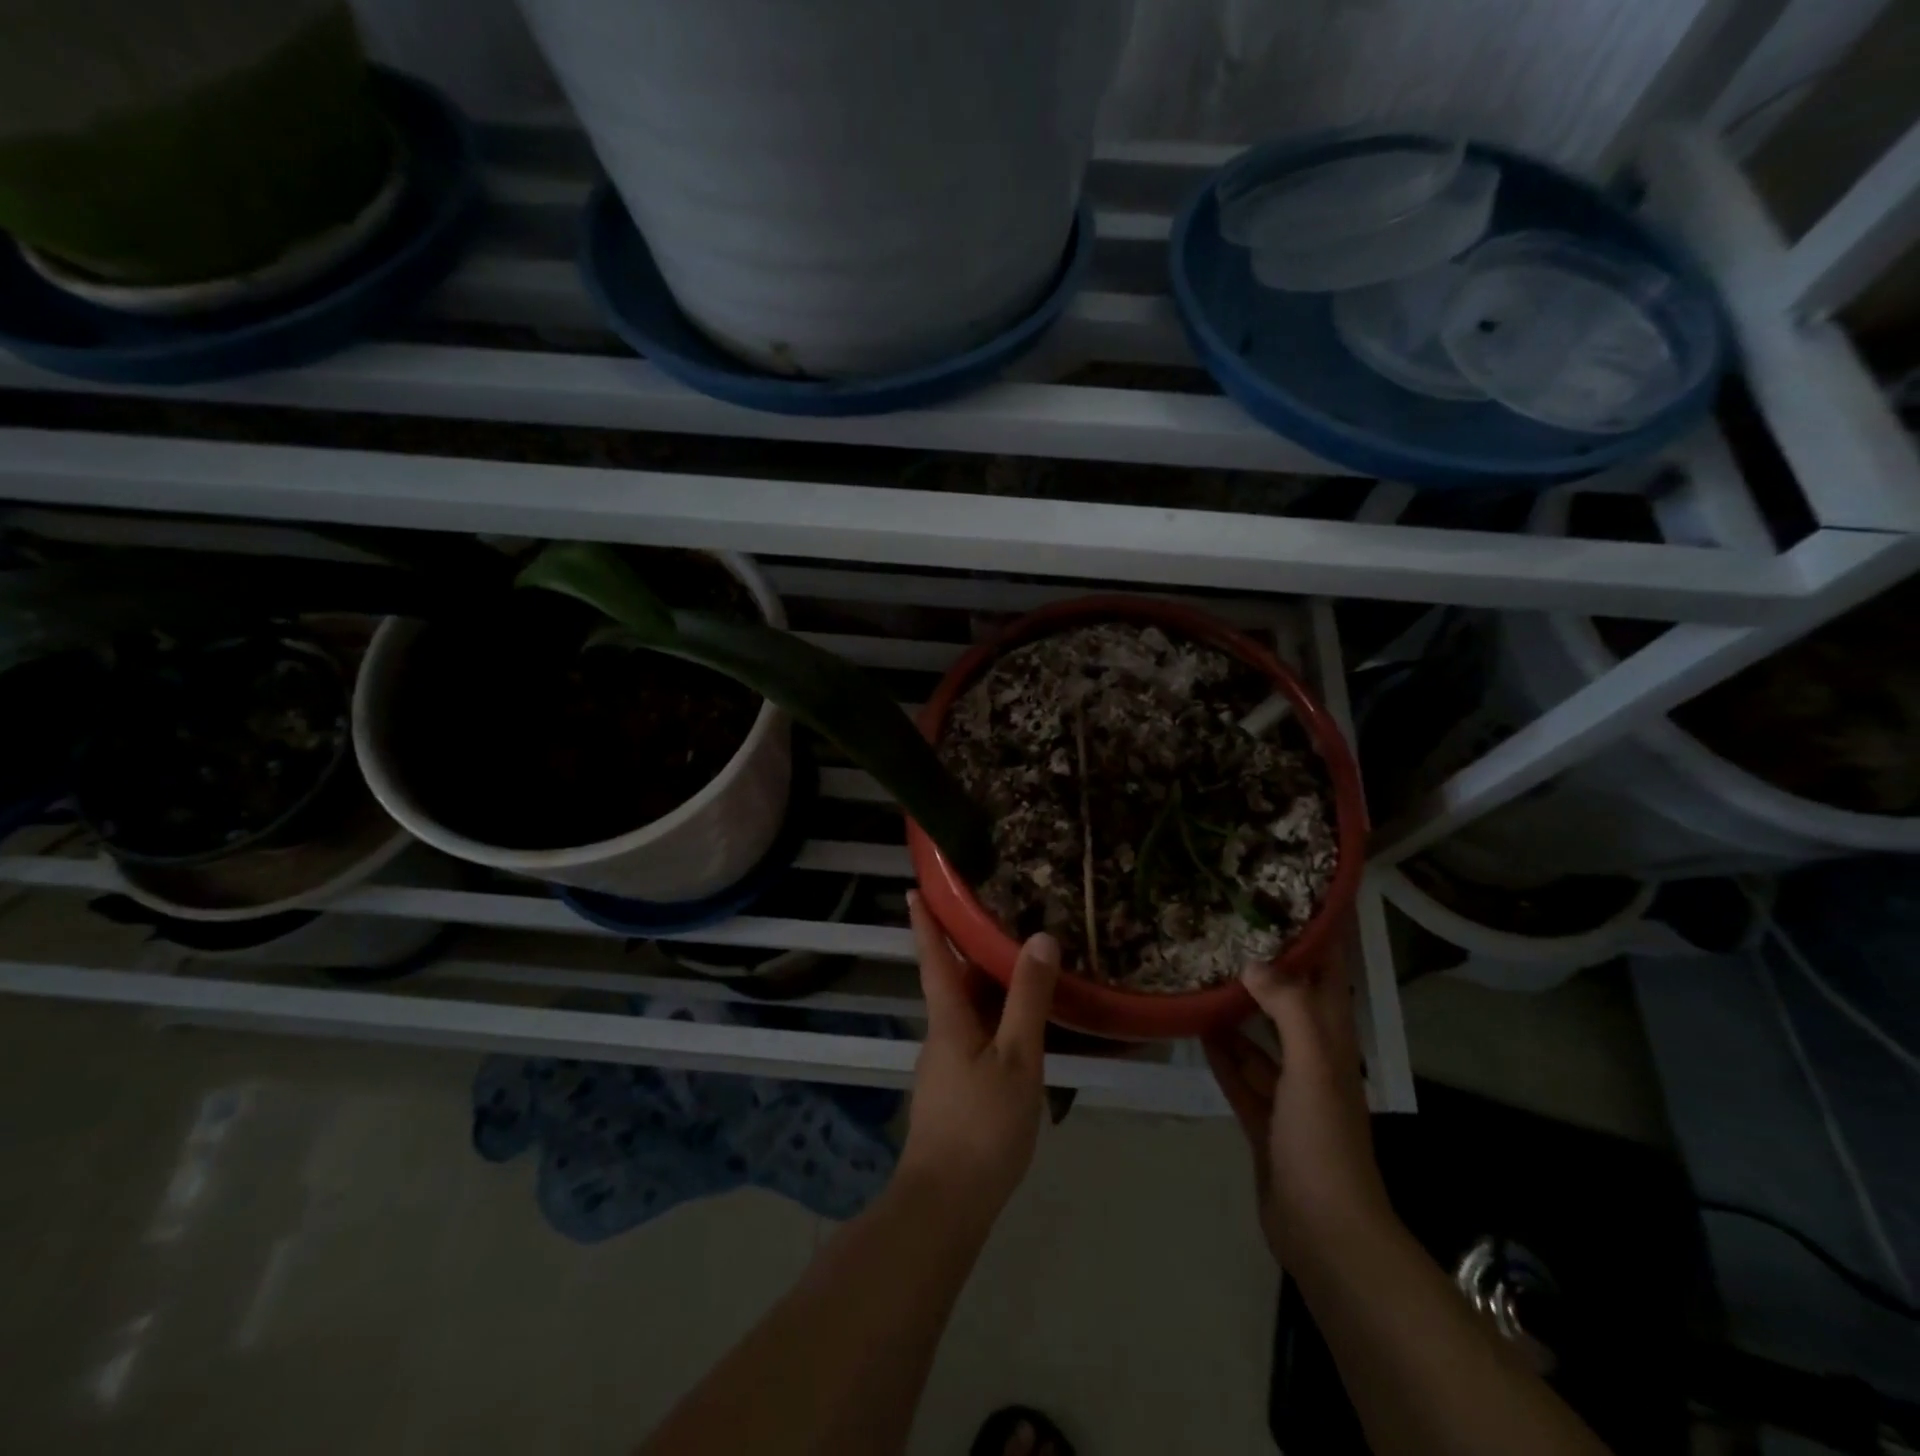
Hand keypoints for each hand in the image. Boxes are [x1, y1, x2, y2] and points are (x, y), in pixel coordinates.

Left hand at [900, 891, 1059, 1226]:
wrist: (947, 1203)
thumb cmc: (982, 1125)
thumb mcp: (1017, 1058)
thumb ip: (1028, 999)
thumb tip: (1039, 937)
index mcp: (948, 1018)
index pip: (934, 957)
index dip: (925, 922)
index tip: (914, 889)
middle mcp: (941, 1034)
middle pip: (955, 983)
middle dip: (973, 953)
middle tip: (1005, 924)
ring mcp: (945, 1066)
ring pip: (969, 1013)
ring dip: (990, 989)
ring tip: (1026, 972)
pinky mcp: (955, 1091)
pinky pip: (976, 1039)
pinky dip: (997, 1022)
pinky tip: (1025, 1033)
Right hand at [1204, 947, 1393, 1267]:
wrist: (1324, 1230)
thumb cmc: (1323, 1139)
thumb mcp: (1312, 1065)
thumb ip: (1287, 1009)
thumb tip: (1255, 962)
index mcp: (1334, 1041)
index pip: (1332, 976)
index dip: (1324, 938)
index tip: (1302, 900)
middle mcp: (1314, 1060)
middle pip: (1293, 1002)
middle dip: (1273, 969)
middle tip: (1236, 932)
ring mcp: (1288, 1092)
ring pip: (1261, 1038)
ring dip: (1239, 1011)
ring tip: (1205, 975)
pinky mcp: (1264, 1119)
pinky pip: (1240, 1075)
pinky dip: (1222, 1053)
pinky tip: (1197, 1030)